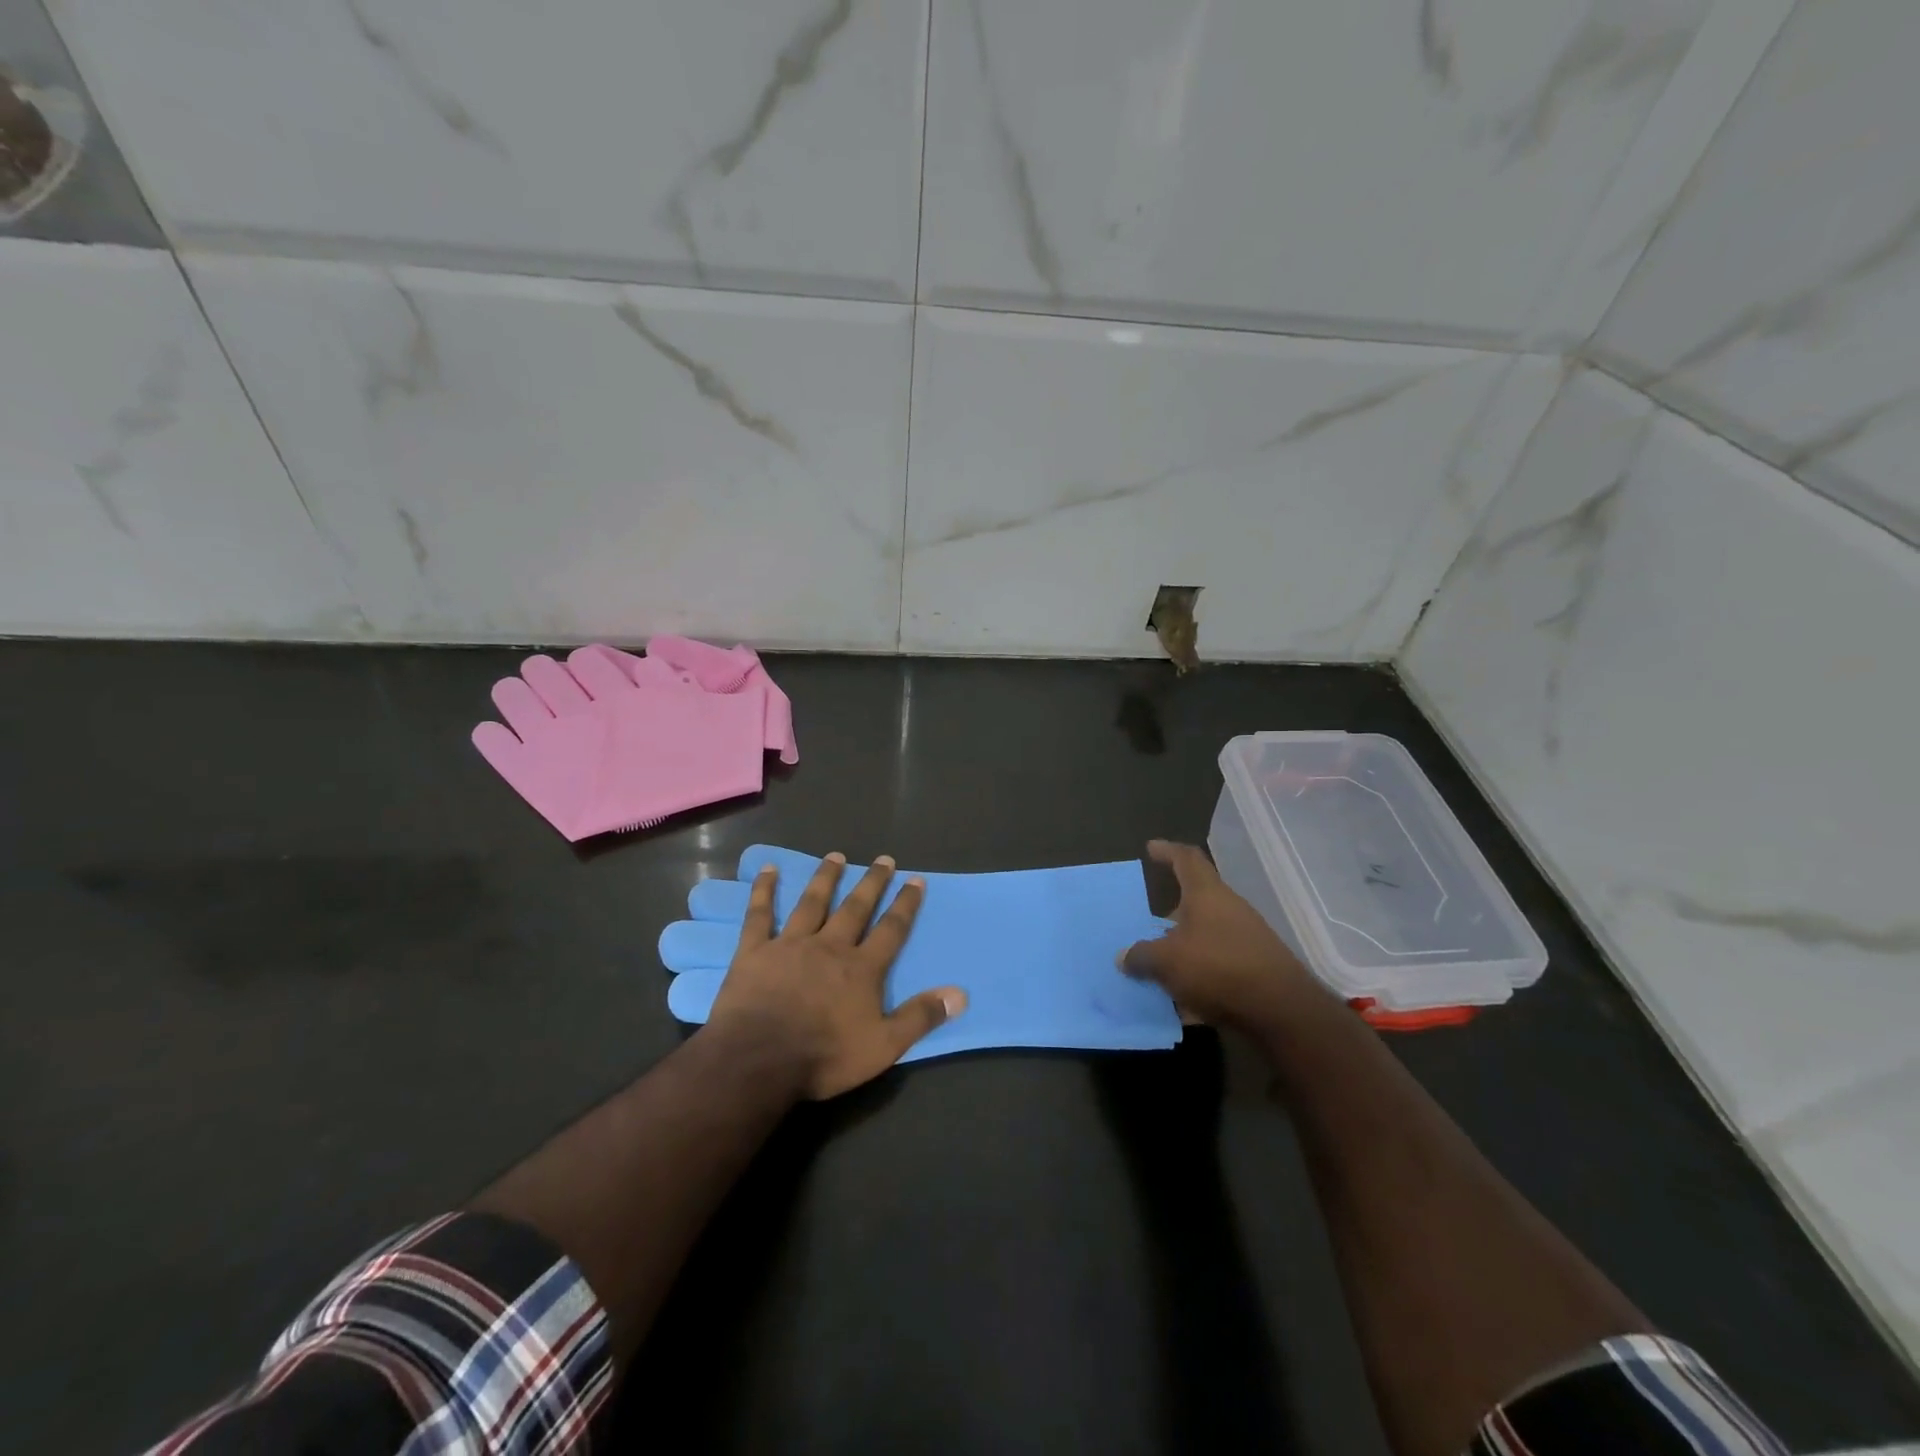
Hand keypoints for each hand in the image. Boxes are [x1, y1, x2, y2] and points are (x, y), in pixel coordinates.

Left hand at [706, 853, 966, 1099]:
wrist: (758, 1060)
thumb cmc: (824, 1056)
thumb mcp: (883, 1046)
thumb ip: (920, 1017)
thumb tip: (960, 994)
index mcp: (861, 969)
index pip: (891, 930)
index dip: (905, 904)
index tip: (916, 879)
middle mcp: (830, 946)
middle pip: (855, 908)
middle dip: (872, 883)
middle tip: (883, 859)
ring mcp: (790, 944)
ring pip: (812, 903)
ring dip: (826, 878)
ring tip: (836, 856)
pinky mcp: (754, 951)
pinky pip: (760, 914)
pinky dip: (764, 890)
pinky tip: (768, 869)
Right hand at [1121, 840, 1325, 1027]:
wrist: (1282, 1012)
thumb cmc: (1218, 969)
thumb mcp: (1167, 962)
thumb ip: (1142, 956)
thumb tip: (1124, 956)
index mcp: (1207, 894)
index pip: (1186, 859)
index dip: (1167, 851)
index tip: (1150, 848)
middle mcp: (1229, 909)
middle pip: (1195, 902)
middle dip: (1169, 915)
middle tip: (1144, 926)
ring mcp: (1246, 939)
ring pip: (1204, 937)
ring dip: (1181, 950)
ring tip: (1156, 968)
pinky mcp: (1255, 969)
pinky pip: (1217, 967)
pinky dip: (1197, 978)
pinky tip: (1180, 1003)